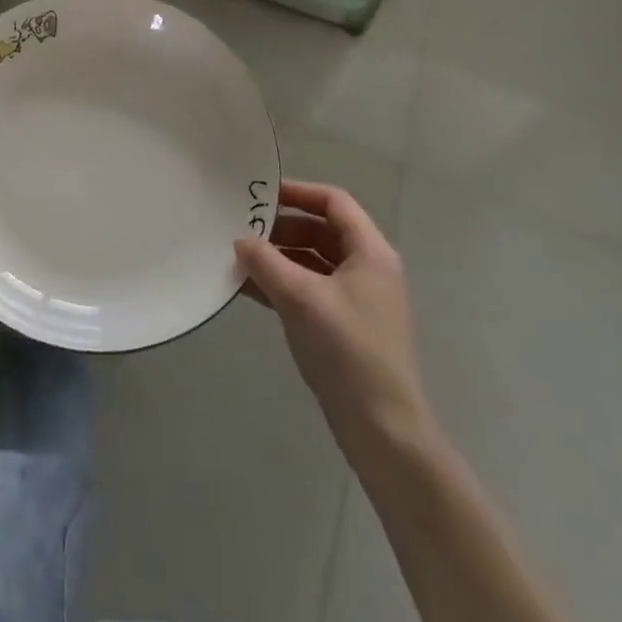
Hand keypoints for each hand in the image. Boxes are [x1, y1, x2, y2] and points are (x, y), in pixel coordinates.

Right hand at [236, 181, 436, 464]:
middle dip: (282, 227)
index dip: (298, 192)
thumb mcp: (301, 298)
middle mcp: (367, 269)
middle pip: (321, 230)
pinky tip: (249, 289)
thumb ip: (266, 262)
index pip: (334, 202)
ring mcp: (357, 299)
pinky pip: (310, 290)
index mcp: (370, 252)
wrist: (382, 429)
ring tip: (239, 259)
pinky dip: (282, 284)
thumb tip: (241, 240)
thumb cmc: (347, 350)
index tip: (260, 194)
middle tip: (242, 229)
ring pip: (312, 261)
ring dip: (278, 257)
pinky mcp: (344, 326)